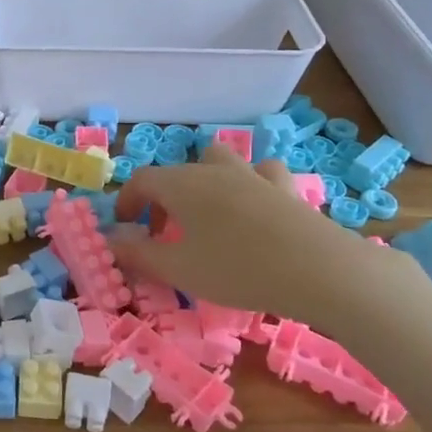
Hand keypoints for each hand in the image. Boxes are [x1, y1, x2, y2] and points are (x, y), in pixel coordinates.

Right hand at [110, 145, 393, 327]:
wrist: (320, 270)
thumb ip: (139, 255)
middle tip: (165, 232)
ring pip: (222, 161)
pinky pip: (263, 175)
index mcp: (182, 184)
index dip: (128, 202)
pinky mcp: (287, 189)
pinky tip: (257, 207)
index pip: (141, 181)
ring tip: (210, 213)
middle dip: (164, 197)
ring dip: (208, 180)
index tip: (126, 229)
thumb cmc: (237, 268)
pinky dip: (253, 185)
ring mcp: (253, 175)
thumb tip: (112, 242)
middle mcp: (214, 170)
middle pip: (179, 171)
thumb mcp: (179, 270)